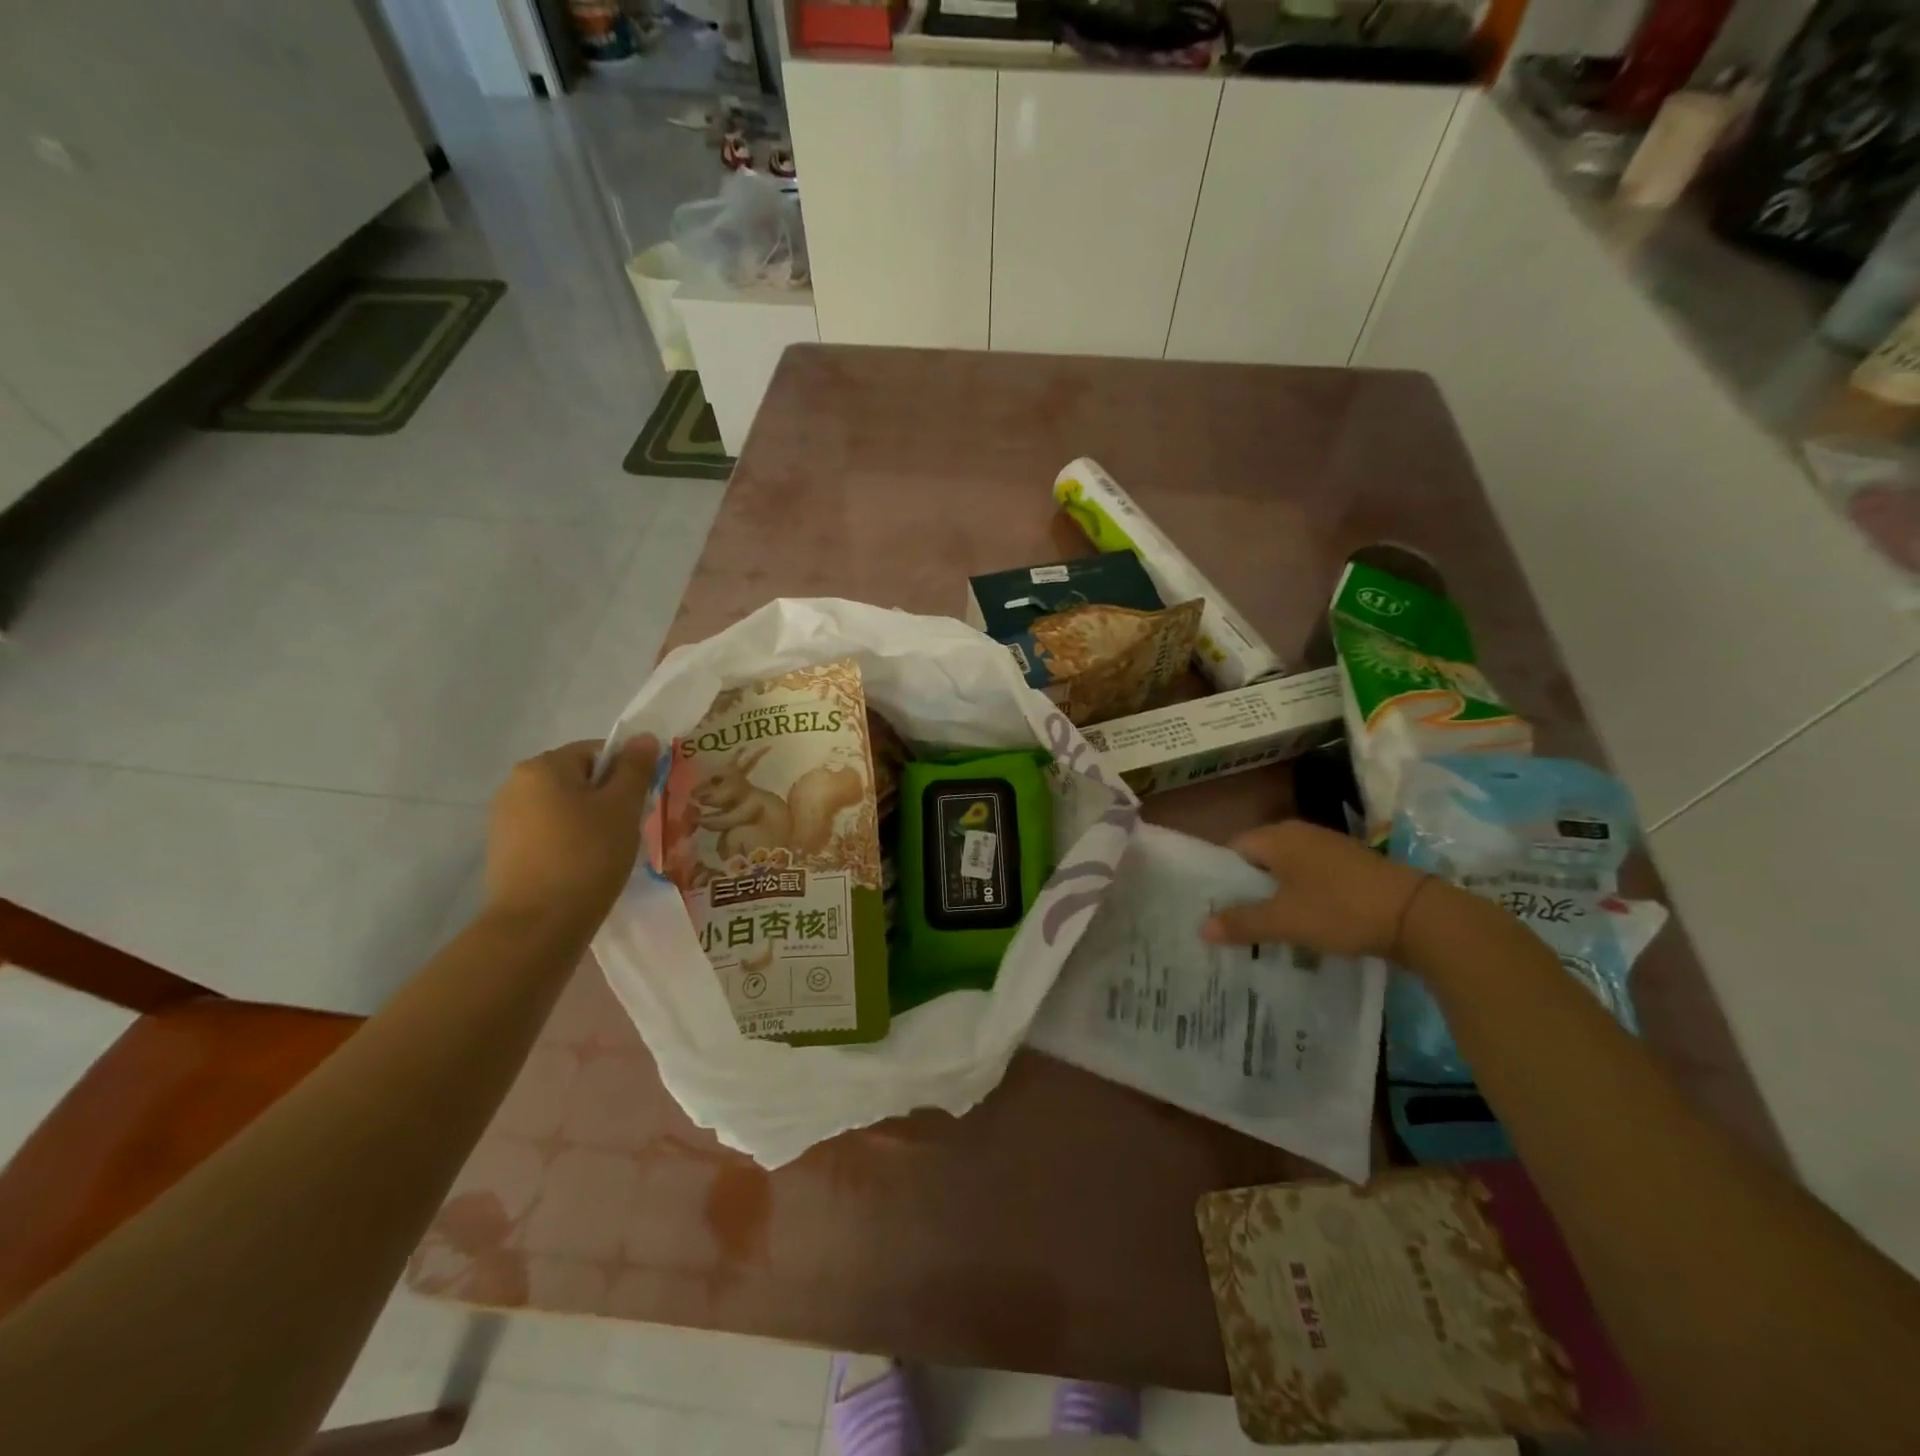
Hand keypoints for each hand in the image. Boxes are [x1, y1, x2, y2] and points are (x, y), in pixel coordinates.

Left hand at [483, 737, 659, 932]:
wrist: (538, 924)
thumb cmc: (588, 855)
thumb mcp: (623, 807)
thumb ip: (635, 768)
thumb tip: (643, 737)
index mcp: (543, 766)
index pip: (596, 751)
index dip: (626, 773)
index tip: (640, 803)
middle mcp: (515, 784)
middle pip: (577, 778)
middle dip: (607, 798)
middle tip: (629, 829)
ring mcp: (503, 819)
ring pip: (562, 807)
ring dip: (588, 821)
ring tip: (607, 853)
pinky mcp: (502, 851)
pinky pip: (547, 833)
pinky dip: (568, 842)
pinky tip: (582, 868)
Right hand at [1201, 819, 1428, 958]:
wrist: (1418, 916)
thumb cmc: (1339, 909)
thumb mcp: (1284, 921)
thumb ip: (1242, 923)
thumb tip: (1201, 928)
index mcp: (1277, 837)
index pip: (1232, 849)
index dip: (1219, 877)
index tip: (1211, 907)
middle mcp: (1299, 833)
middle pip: (1259, 860)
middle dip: (1246, 890)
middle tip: (1232, 922)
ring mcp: (1328, 848)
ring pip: (1286, 871)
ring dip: (1275, 896)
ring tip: (1262, 928)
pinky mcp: (1350, 867)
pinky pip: (1311, 879)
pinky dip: (1301, 898)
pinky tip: (1301, 924)